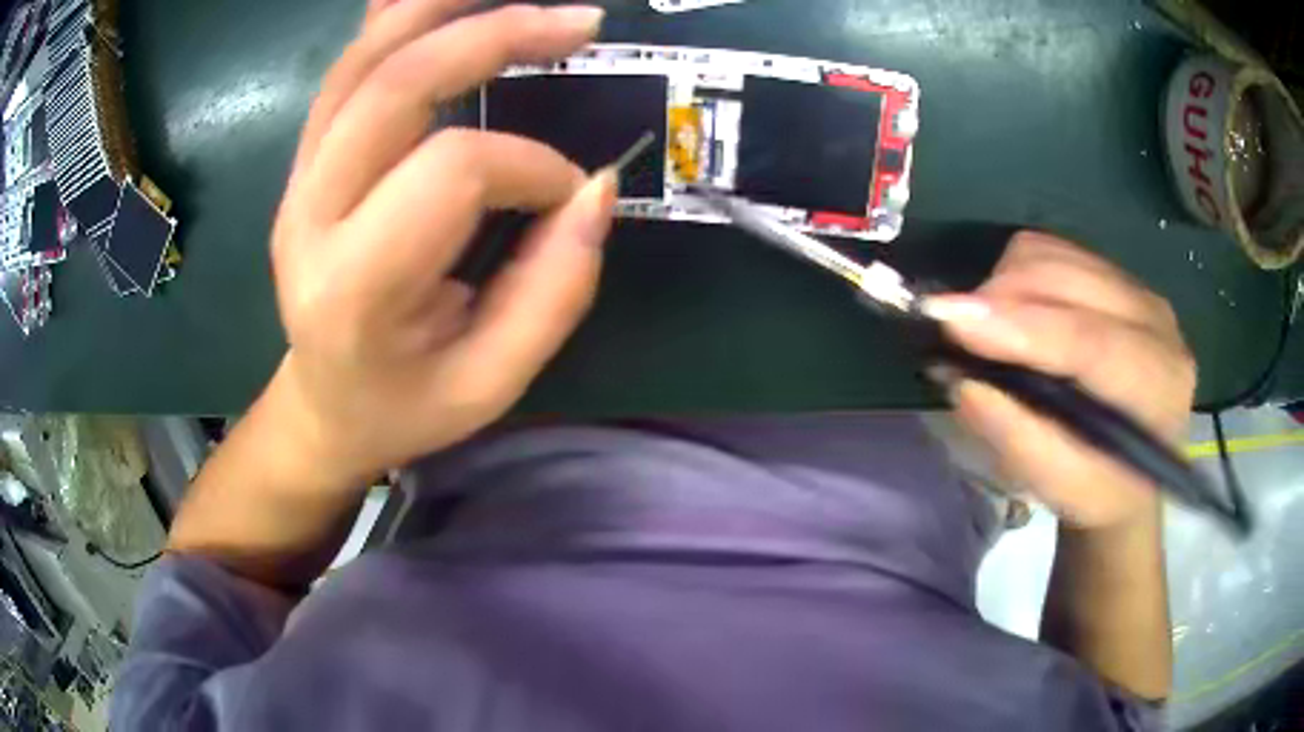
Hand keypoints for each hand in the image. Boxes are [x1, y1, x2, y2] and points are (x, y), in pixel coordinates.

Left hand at [265, 2, 612, 489]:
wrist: (323, 407)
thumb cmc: (406, 406)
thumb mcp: (493, 383)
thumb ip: (554, 291)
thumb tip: (594, 188)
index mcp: (355, 287)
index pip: (451, 171)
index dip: (530, 165)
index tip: (568, 195)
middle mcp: (310, 217)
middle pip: (396, 84)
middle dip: (495, 35)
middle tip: (578, 23)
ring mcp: (298, 180)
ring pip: (362, 60)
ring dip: (439, 9)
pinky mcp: (304, 163)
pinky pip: (345, 71)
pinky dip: (394, 22)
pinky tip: (438, 3)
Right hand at [926, 232, 1196, 528]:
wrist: (1134, 467)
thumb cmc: (1100, 489)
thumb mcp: (1062, 488)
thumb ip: (1019, 439)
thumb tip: (961, 381)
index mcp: (1157, 384)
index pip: (1091, 340)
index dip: (1022, 326)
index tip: (953, 321)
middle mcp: (1155, 321)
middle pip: (1069, 278)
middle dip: (1001, 297)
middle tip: (955, 333)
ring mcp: (1135, 288)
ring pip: (1054, 252)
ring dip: (1003, 283)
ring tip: (984, 329)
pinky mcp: (1113, 273)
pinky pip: (1052, 248)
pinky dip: (1015, 273)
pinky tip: (1010, 312)